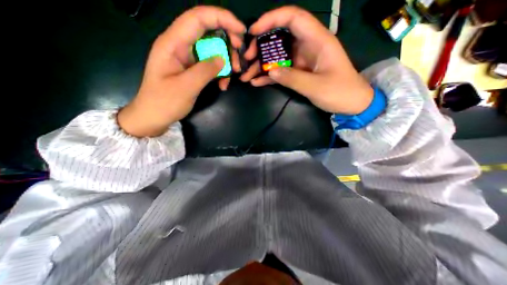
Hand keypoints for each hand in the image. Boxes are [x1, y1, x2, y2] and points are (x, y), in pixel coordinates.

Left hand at [119, 6, 245, 136]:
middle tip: (239, 57)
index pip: (198, 18)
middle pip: (208, 31)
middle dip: (228, 41)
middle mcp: (180, 45)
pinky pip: (211, 64)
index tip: (241, 30)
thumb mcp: (186, 87)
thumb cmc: (164, 102)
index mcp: (173, 43)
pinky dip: (220, 72)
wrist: (154, 116)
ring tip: (234, 74)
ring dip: (226, 60)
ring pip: (212, 49)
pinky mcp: (192, 69)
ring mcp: (187, 58)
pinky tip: (223, 84)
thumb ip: (205, 70)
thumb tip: (223, 59)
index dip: (222, 18)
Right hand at [241, 6, 372, 114]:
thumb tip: (270, 71)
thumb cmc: (339, 92)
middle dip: (261, 46)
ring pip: (278, 56)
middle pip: (280, 38)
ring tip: (246, 75)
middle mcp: (307, 46)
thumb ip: (292, 78)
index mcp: (317, 40)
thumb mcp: (315, 86)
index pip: (293, 18)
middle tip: (247, 59)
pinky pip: (281, 71)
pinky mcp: (298, 72)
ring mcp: (301, 60)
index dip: (272, 19)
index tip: (253, 31)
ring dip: (261, 65)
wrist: (350, 103)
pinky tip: (256, 82)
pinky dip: (269, 76)